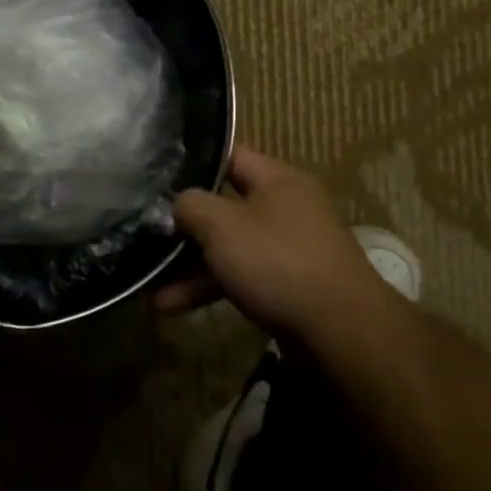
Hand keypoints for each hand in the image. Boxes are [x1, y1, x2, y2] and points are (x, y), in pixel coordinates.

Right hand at [158, 146, 395, 337]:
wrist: (341, 335)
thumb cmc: (278, 262)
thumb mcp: (221, 225)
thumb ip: (190, 205)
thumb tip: (178, 205)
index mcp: (278, 181)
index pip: (230, 156)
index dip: (193, 162)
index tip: (158, 173)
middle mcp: (287, 209)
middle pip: (225, 206)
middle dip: (186, 226)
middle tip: (148, 233)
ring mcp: (290, 250)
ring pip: (230, 247)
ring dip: (191, 266)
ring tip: (152, 287)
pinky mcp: (289, 287)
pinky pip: (241, 278)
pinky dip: (210, 288)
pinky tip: (174, 307)